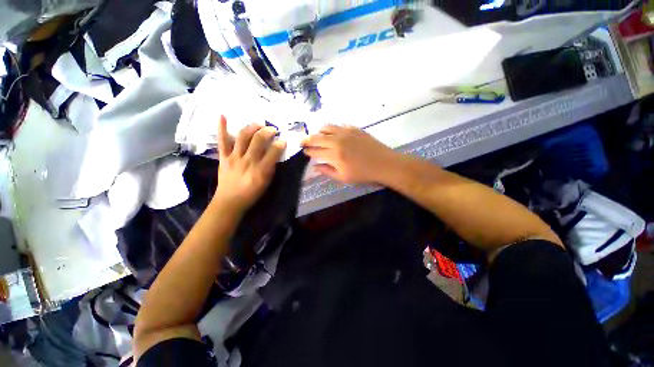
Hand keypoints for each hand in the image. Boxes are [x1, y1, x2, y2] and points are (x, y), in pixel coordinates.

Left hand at [213, 115, 285, 213]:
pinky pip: (222, 141)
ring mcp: (234, 157)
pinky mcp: (223, 157)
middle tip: (272, 129)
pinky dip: (221, 128)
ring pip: (242, 137)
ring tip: (258, 124)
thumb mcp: (267, 182)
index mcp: (261, 169)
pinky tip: (222, 115)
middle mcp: (248, 160)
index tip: (283, 140)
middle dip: (267, 131)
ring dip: (251, 127)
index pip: (273, 151)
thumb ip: (271, 167)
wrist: (230, 201)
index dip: (280, 144)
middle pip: (258, 140)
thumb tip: (275, 154)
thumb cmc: (252, 193)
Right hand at [301, 125, 396, 183]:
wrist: (385, 164)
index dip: (308, 151)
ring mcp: (346, 132)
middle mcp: (337, 140)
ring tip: (317, 136)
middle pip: (317, 137)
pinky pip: (339, 125)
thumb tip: (315, 167)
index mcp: (334, 155)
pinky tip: (332, 133)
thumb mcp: (344, 177)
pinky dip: (332, 128)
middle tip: (302, 141)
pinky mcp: (354, 128)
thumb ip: (327, 171)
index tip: (304, 152)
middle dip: (307, 139)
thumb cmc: (364, 174)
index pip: (315, 151)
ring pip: (327, 127)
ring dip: (318, 131)